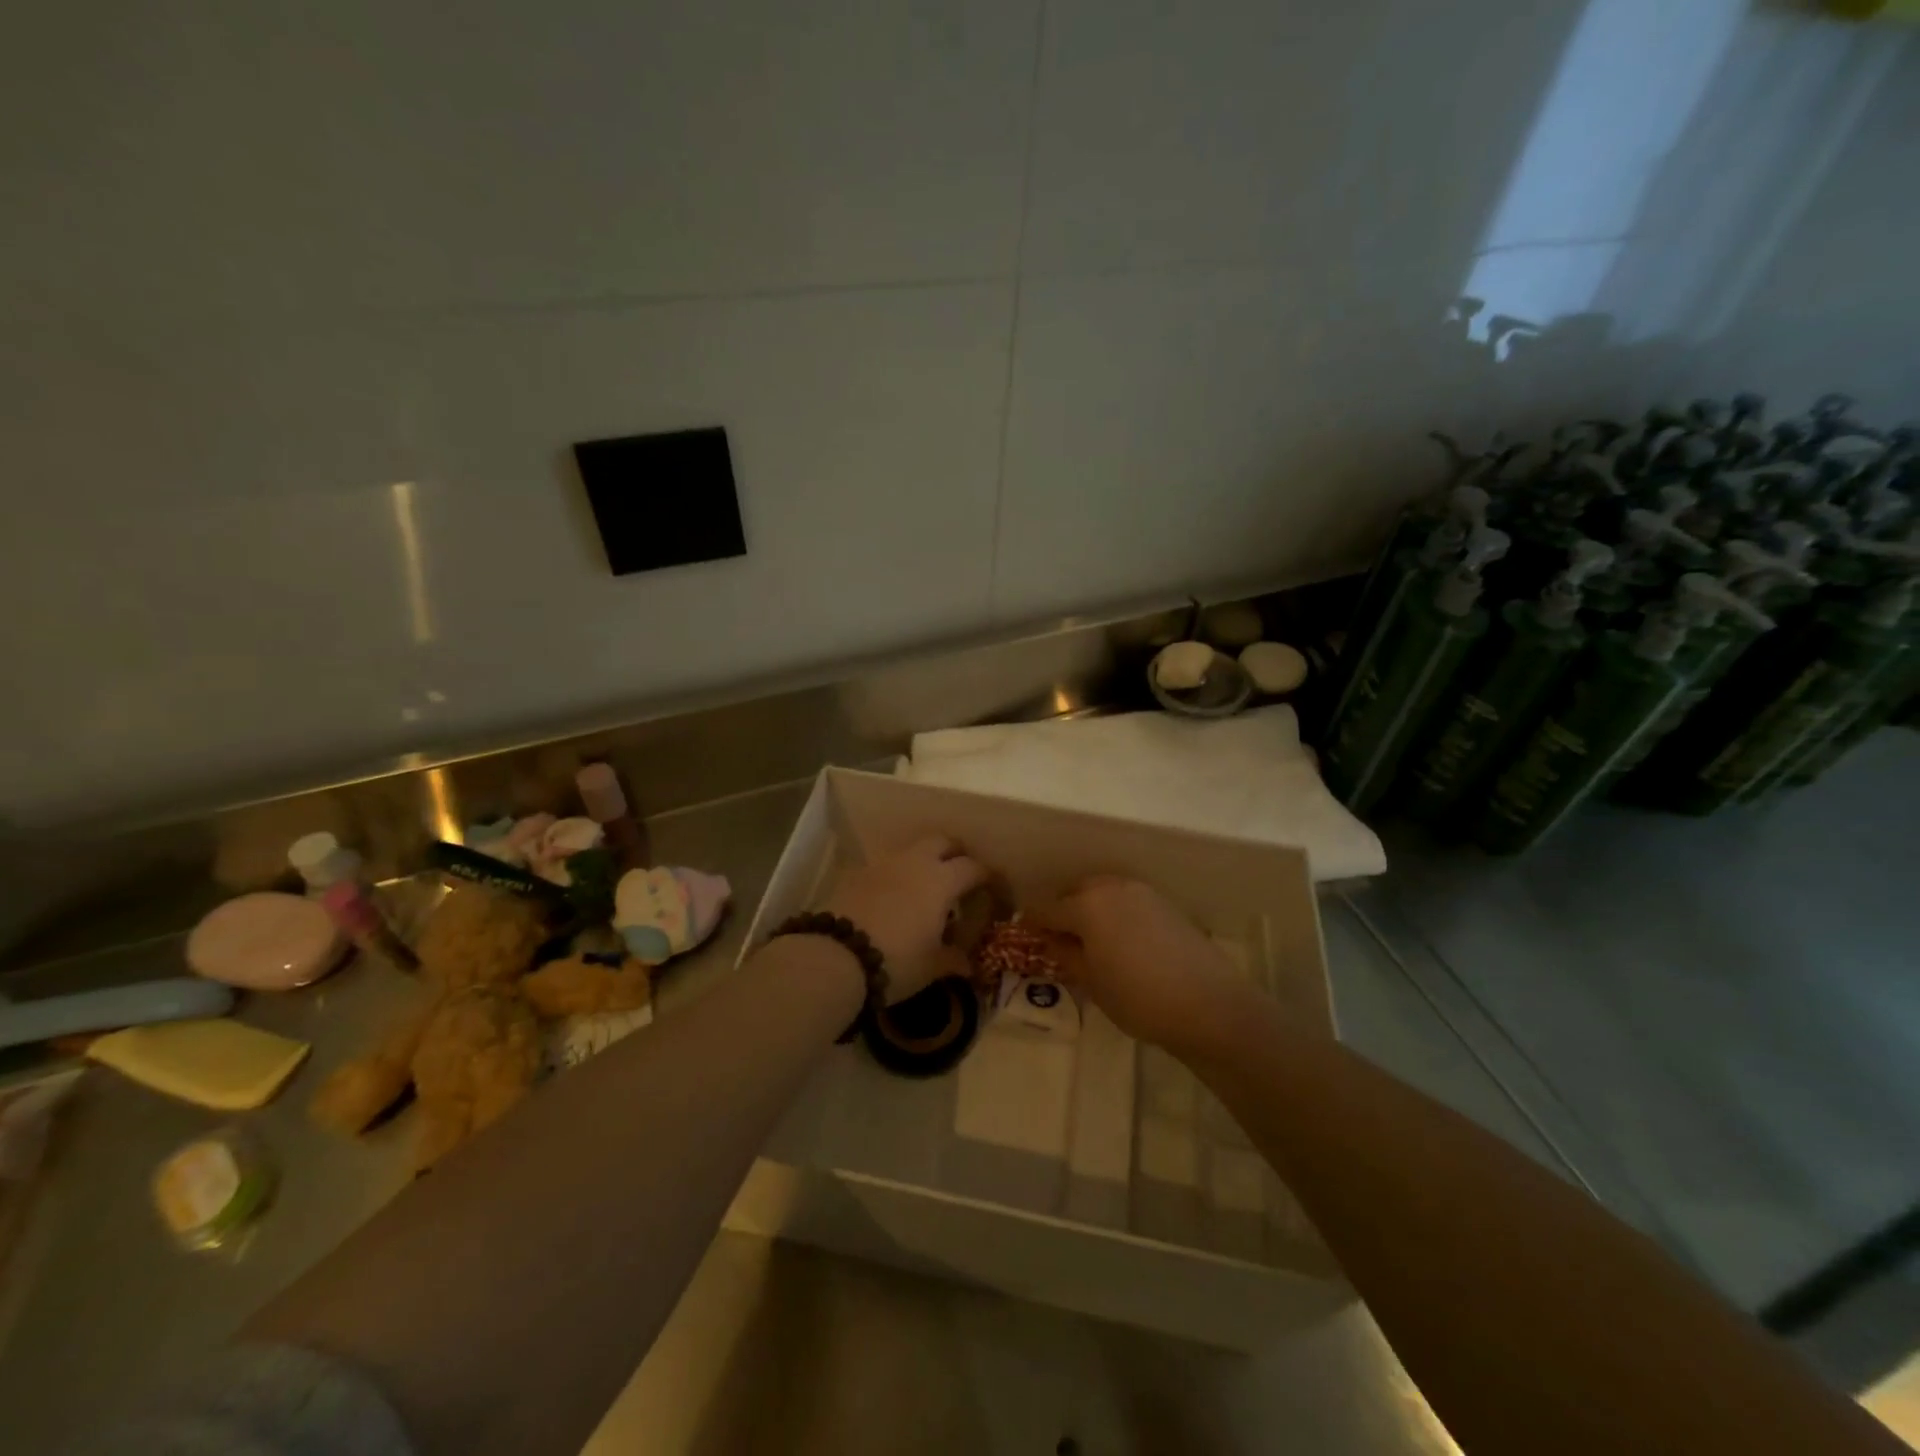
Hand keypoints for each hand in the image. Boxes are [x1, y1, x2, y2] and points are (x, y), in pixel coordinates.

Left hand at [822, 836, 987, 1002]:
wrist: (834, 957)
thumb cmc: (896, 961)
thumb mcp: (931, 966)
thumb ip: (953, 959)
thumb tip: (968, 963)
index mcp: (941, 880)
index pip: (973, 867)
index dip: (988, 877)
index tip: (995, 890)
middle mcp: (914, 862)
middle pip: (942, 841)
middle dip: (955, 854)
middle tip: (961, 876)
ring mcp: (882, 865)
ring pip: (911, 851)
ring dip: (923, 863)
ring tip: (925, 890)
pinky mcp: (856, 874)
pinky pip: (885, 867)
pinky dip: (896, 876)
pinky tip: (893, 900)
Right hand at [1030, 877, 1249, 1055]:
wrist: (1209, 1004)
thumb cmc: (1138, 997)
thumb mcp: (1092, 982)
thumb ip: (1066, 954)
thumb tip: (1050, 939)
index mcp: (1086, 905)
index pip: (1045, 908)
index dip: (1031, 922)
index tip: (1024, 935)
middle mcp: (1111, 887)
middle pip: (1074, 892)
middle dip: (1062, 911)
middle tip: (1058, 940)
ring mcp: (1141, 891)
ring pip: (1102, 892)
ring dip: (1089, 909)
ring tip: (1090, 940)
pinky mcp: (1164, 903)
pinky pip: (1126, 900)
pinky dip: (1115, 912)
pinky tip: (1120, 940)